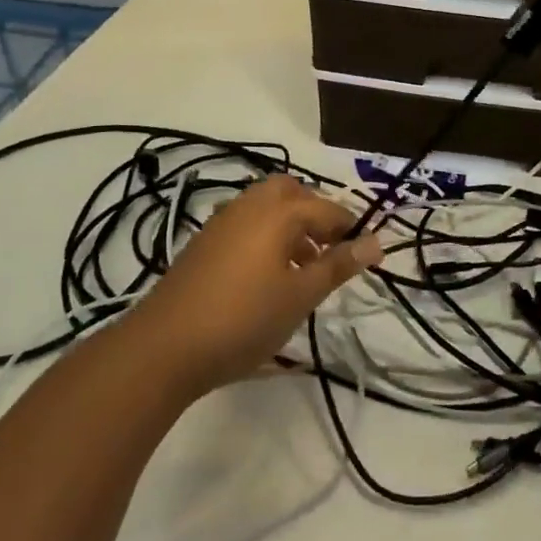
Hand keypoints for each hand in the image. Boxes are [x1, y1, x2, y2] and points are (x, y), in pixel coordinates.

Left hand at [130, 176, 380, 394]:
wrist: (164, 347)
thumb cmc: (244, 319)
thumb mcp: (300, 296)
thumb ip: (338, 265)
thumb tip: (376, 242)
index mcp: (279, 211)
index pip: (328, 209)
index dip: (351, 230)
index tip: (366, 256)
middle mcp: (250, 205)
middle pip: (291, 193)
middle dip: (315, 214)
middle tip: (328, 251)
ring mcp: (222, 222)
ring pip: (266, 207)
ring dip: (289, 225)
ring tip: (300, 268)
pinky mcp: (203, 243)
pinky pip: (245, 224)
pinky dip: (264, 236)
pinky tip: (265, 276)